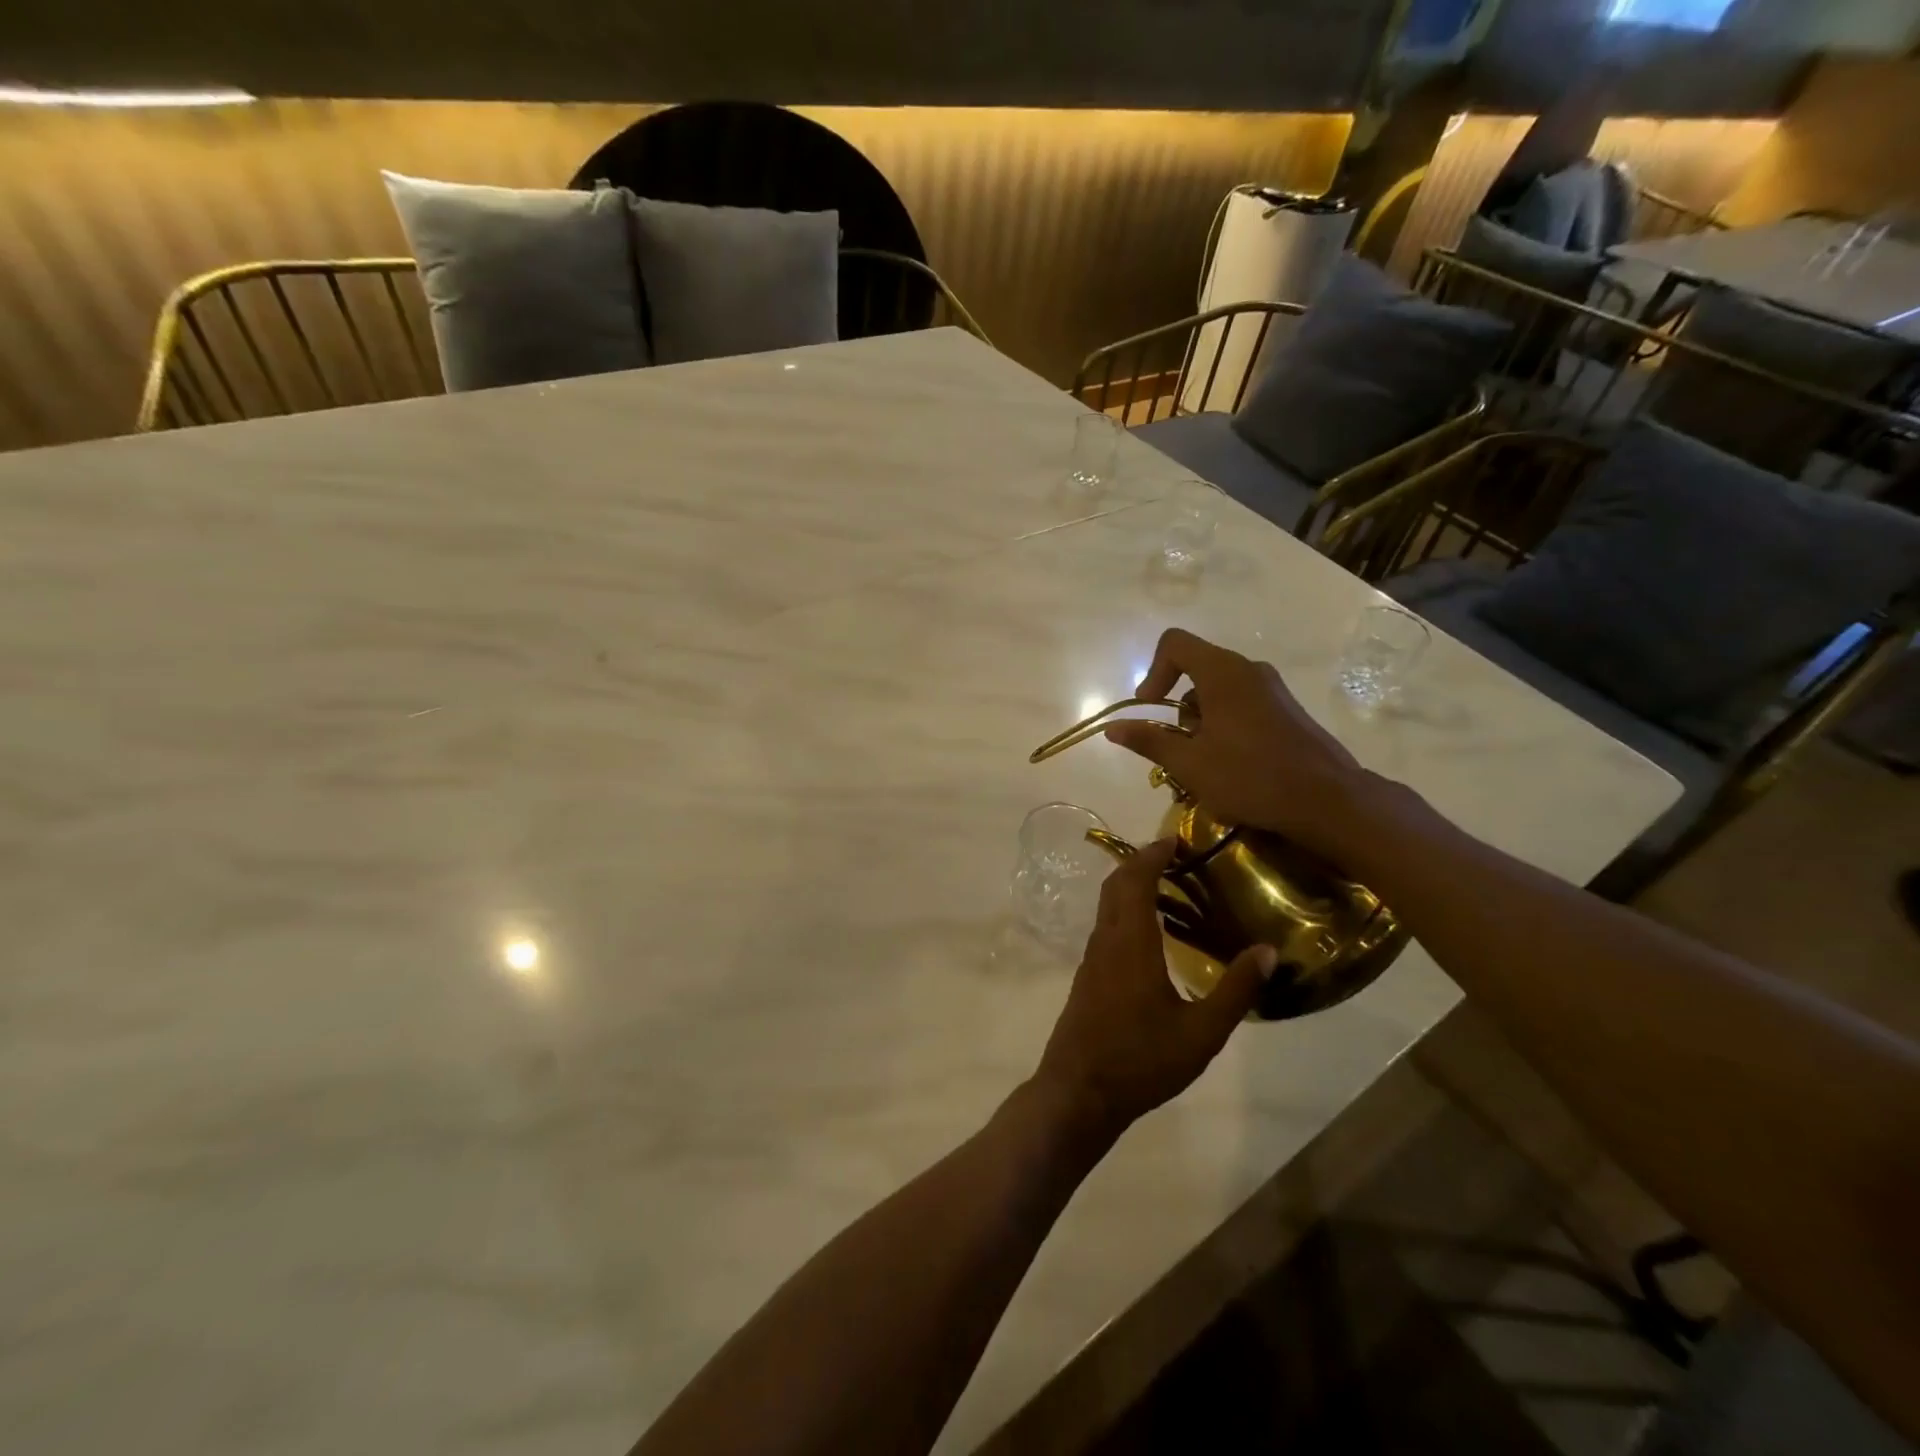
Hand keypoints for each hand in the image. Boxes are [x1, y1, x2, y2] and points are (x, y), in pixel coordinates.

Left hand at [1031, 840, 1276, 1143]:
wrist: (1079, 1092)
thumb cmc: (1141, 1060)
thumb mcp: (1202, 1032)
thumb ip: (1235, 990)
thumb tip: (1267, 950)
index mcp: (1131, 942)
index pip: (1134, 880)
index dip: (1152, 854)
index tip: (1174, 839)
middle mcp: (1106, 941)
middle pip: (1115, 886)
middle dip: (1139, 863)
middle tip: (1174, 858)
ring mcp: (1091, 960)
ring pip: (1107, 907)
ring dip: (1130, 888)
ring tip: (1167, 889)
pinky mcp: (1087, 978)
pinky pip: (1106, 928)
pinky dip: (1125, 913)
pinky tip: (1149, 935)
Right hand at [1103, 628, 1367, 861]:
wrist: (1328, 800)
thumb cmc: (1251, 777)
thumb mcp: (1189, 764)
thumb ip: (1149, 741)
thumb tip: (1113, 727)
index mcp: (1222, 672)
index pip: (1174, 643)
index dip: (1153, 671)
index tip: (1150, 709)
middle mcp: (1248, 669)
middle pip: (1196, 667)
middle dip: (1176, 704)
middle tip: (1177, 746)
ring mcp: (1272, 688)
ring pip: (1219, 688)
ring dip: (1200, 718)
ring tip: (1203, 761)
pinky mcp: (1287, 708)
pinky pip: (1242, 702)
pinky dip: (1224, 722)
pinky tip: (1231, 763)